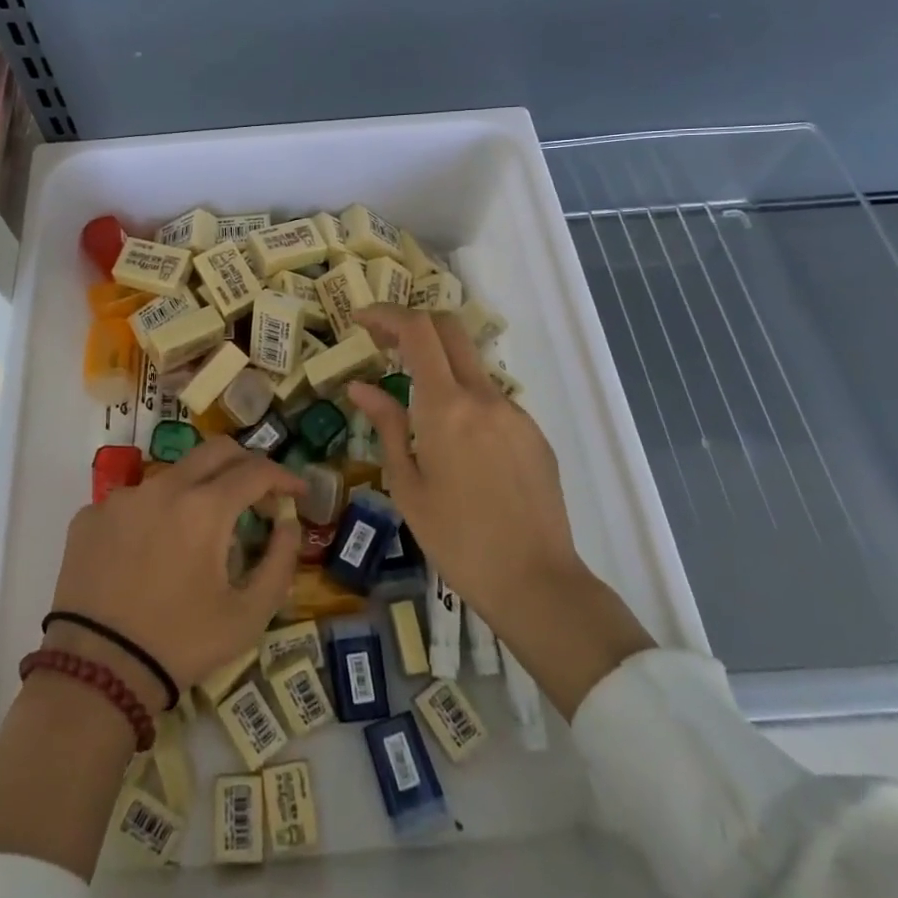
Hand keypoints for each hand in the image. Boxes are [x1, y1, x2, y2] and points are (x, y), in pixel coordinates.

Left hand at [47, 438, 303, 704]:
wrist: (95, 673)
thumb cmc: (179, 645)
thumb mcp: (247, 617)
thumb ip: (280, 563)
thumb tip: (288, 523)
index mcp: (205, 507)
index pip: (256, 471)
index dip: (284, 476)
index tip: (298, 491)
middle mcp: (164, 487)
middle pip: (216, 451)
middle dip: (245, 464)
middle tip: (258, 493)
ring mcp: (123, 497)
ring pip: (173, 476)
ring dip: (197, 492)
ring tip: (200, 532)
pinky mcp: (91, 515)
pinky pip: (134, 502)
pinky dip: (153, 515)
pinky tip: (150, 553)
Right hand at [348, 304, 653, 713]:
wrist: (536, 582)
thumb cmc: (457, 540)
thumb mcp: (408, 486)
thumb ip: (387, 425)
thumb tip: (361, 387)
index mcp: (446, 407)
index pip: (417, 331)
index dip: (386, 314)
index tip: (360, 319)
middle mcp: (484, 396)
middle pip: (449, 329)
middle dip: (413, 324)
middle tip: (383, 343)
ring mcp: (514, 412)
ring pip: (471, 366)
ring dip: (439, 367)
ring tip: (415, 409)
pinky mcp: (534, 433)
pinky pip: (491, 400)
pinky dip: (465, 401)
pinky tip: (457, 447)